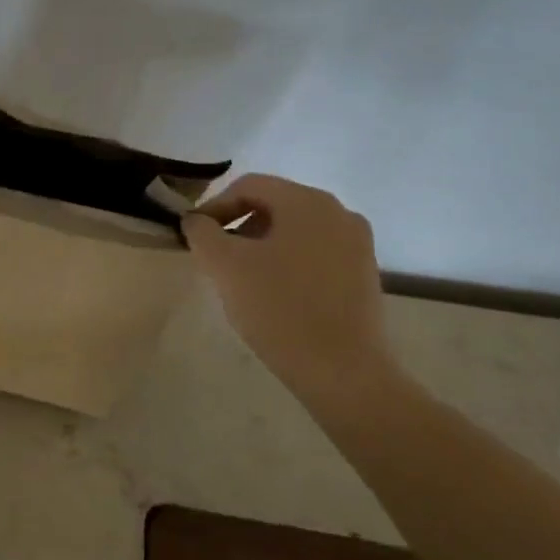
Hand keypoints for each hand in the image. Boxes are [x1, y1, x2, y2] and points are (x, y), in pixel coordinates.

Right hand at [182, 174, 393, 404]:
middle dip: (238, 226)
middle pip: (273, 205)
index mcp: (307, 201)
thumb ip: (202, 233)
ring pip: (294, 230)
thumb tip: (196, 220)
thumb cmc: (280, 309)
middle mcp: (338, 212)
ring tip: (241, 278)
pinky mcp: (363, 273)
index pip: (249, 186)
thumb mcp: (225, 266)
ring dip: (261, 245)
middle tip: (215, 258)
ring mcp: (356, 243)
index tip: (195, 237)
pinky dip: (288, 261)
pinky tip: (274, 293)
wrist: (344, 373)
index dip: (215, 207)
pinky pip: (315, 252)